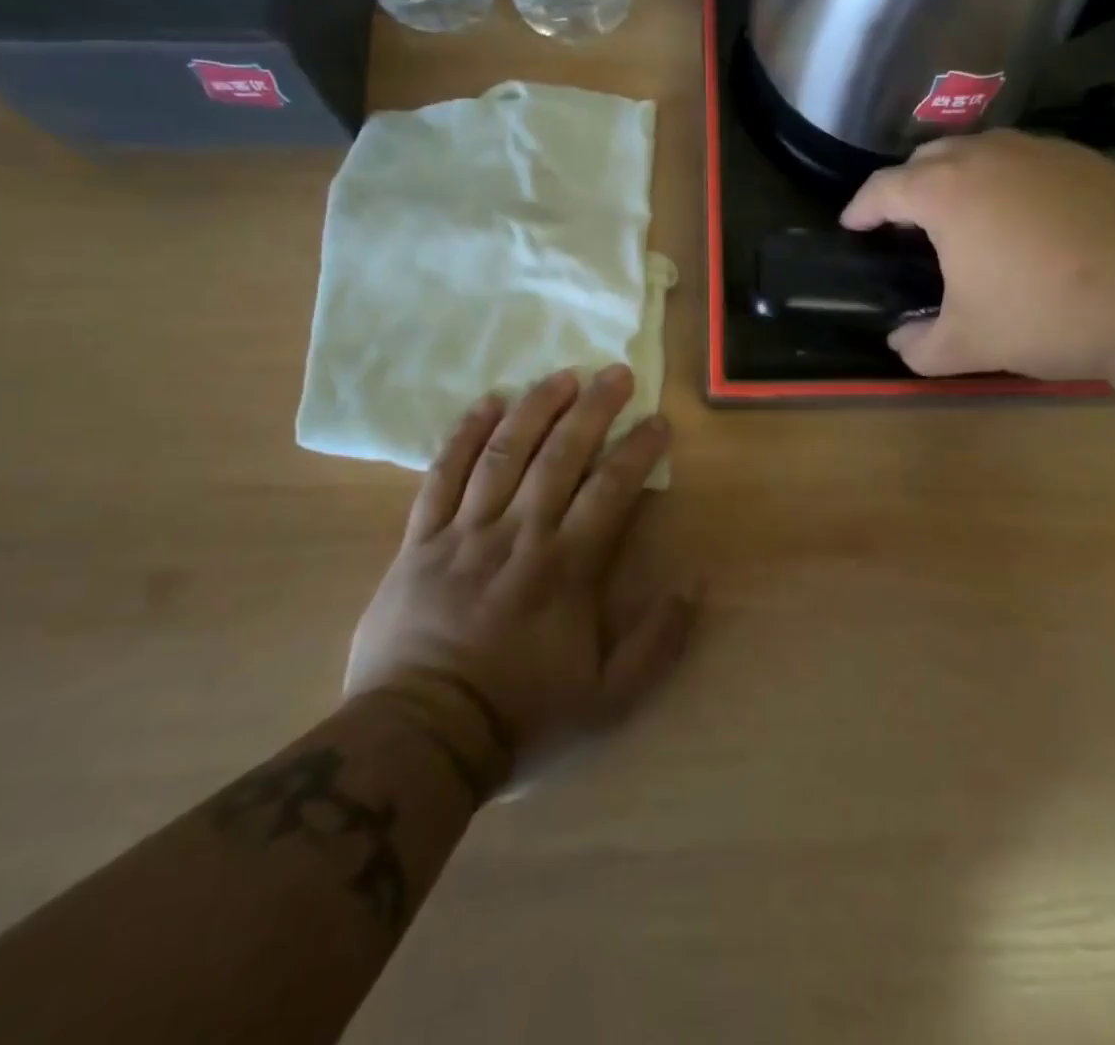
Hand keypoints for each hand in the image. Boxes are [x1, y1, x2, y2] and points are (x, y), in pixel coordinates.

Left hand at [345, 367, 698, 786]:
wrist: (419, 741)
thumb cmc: (520, 717)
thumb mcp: (609, 701)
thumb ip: (657, 643)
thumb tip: (695, 585)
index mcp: (566, 568)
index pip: (611, 490)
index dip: (639, 451)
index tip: (658, 422)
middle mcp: (519, 535)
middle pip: (560, 455)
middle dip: (593, 409)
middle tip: (616, 373)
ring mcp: (465, 532)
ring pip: (504, 453)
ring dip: (535, 408)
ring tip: (561, 375)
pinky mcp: (420, 540)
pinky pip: (442, 475)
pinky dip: (465, 435)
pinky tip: (487, 404)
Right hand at [840, 130, 1114, 379]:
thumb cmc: (1046, 315)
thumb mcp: (969, 344)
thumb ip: (919, 346)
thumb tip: (900, 343)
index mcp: (946, 193)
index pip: (884, 188)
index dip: (861, 207)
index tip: (852, 224)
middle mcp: (989, 156)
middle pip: (929, 157)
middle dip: (907, 185)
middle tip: (904, 220)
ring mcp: (1043, 151)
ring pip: (981, 151)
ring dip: (958, 176)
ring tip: (961, 214)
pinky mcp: (1089, 160)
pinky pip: (1026, 160)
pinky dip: (1007, 180)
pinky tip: (1023, 217)